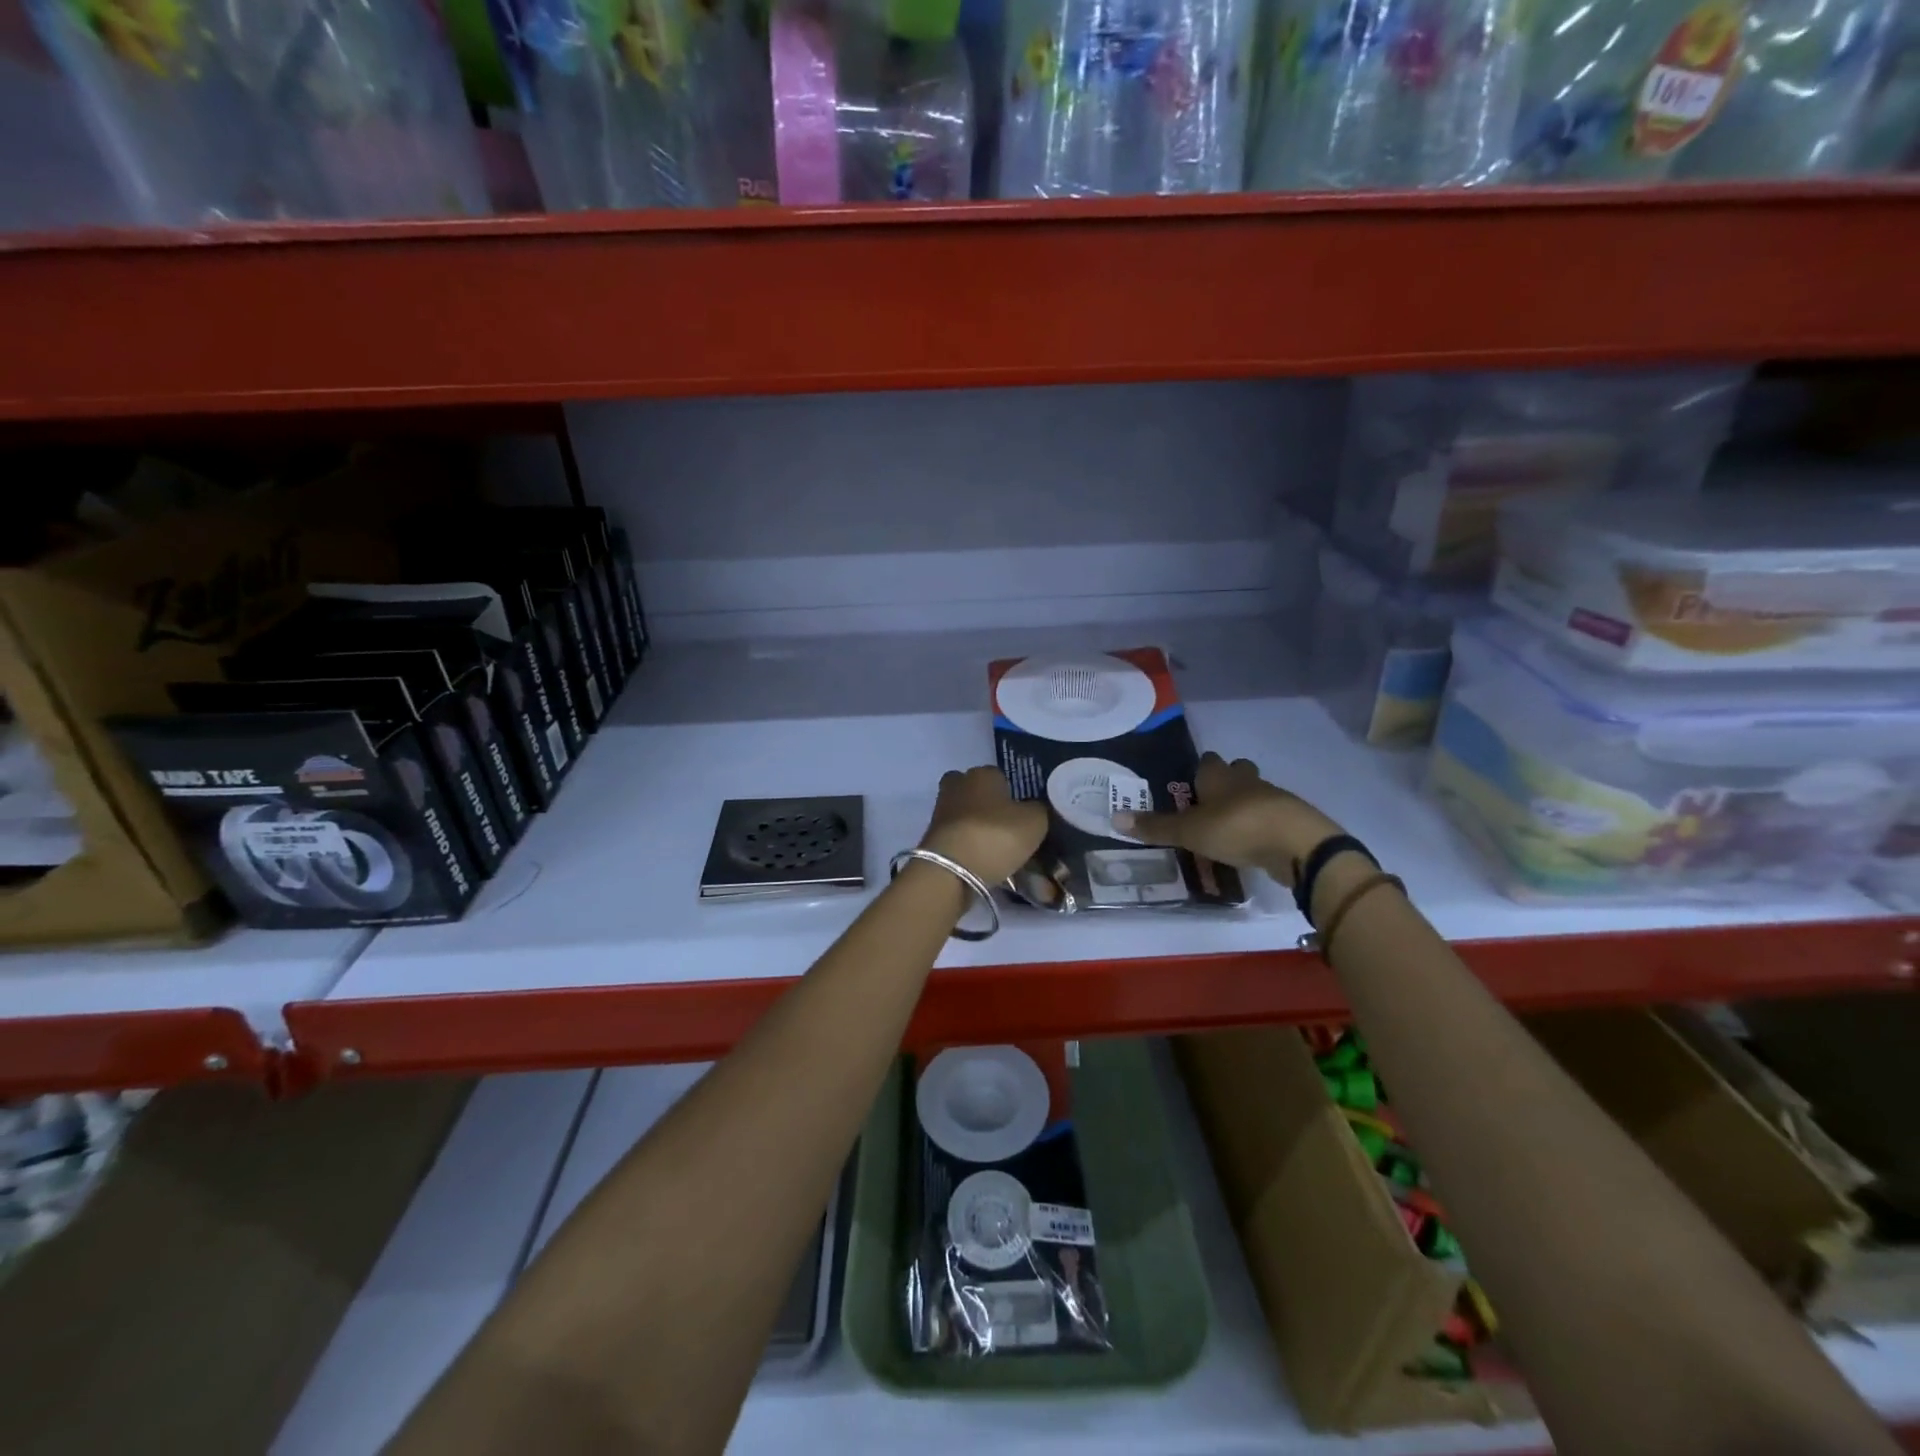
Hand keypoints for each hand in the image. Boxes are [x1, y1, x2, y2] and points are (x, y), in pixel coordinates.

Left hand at [919, 766, 1047, 883]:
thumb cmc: (996, 836)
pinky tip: (983, 861)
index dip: (1013, 795)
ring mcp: (941, 810)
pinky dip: (968, 845)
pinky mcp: (931, 836)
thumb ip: (1039, 809)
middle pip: (978, 793)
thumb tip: (1034, 808)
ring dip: (978, 828)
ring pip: (966, 815)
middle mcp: (958, 784)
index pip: (1001, 776)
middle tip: (1008, 830)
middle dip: (990, 808)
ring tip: (998, 851)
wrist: (951, 870)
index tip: (1023, 815)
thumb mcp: (1035, 822)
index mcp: (983, 773)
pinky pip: (958, 836)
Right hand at [1111, 752, 1345, 885]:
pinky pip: (1271, 817)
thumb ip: (1156, 827)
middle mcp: (1246, 781)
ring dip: (1244, 804)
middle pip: (1237, 771)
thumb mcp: (1189, 831)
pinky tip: (1251, 843)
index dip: (1200, 769)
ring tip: (1227, 827)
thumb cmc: (1237, 827)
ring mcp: (1273, 799)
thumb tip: (1114, 818)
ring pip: (1255, 793)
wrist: (1298, 844)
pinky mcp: (1291, 821)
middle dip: (1225, 782)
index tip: (1190, 782)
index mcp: (1220, 776)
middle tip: (1208, 803)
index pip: (1208, 761)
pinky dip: (1261, 826)